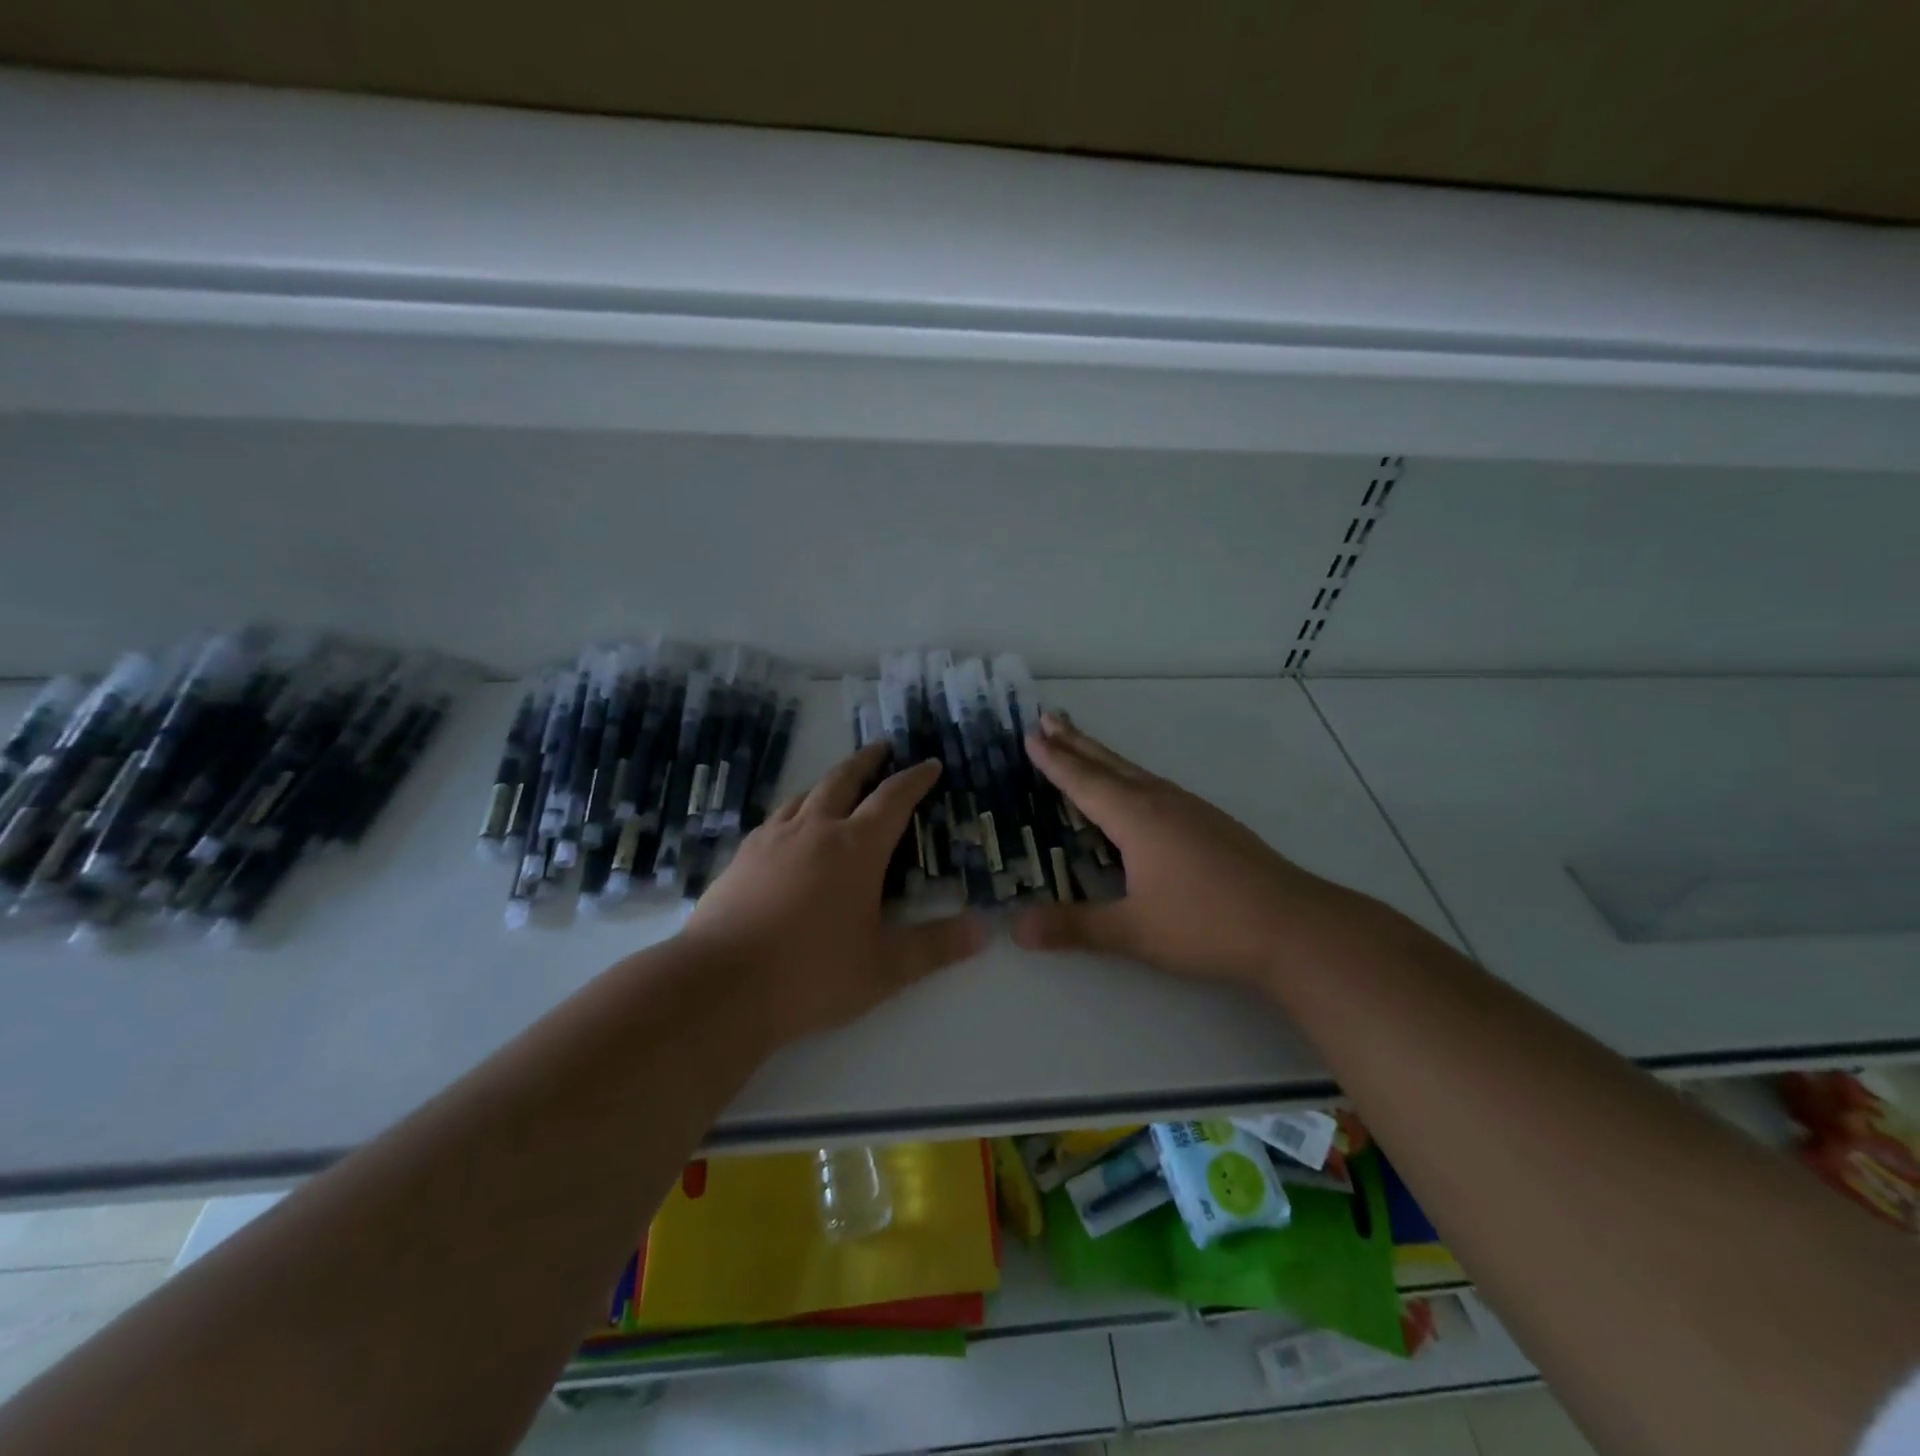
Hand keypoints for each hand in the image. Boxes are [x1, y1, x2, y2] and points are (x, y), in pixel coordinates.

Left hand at [683, 742, 986, 1041]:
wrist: (720, 986)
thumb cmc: (812, 974)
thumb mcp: (885, 968)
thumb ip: (936, 947)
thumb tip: (983, 930)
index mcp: (855, 848)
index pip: (893, 799)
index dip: (915, 779)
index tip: (930, 764)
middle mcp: (814, 831)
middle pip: (844, 780)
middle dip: (867, 761)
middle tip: (882, 747)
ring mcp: (772, 840)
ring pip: (806, 794)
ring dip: (829, 781)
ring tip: (839, 782)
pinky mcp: (742, 857)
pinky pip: (776, 818)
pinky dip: (795, 810)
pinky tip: (790, 827)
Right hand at [1011, 715, 1373, 985]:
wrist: (1293, 925)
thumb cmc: (1206, 924)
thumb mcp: (1133, 931)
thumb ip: (1074, 927)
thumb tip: (1015, 929)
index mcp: (1136, 818)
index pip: (1084, 782)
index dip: (1054, 760)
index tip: (1031, 733)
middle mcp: (1160, 802)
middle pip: (1109, 764)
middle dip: (1075, 741)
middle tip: (1048, 715)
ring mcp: (1190, 808)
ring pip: (1135, 772)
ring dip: (1103, 755)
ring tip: (1081, 743)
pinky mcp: (1211, 821)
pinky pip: (1155, 785)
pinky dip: (1129, 775)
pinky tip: (1137, 790)